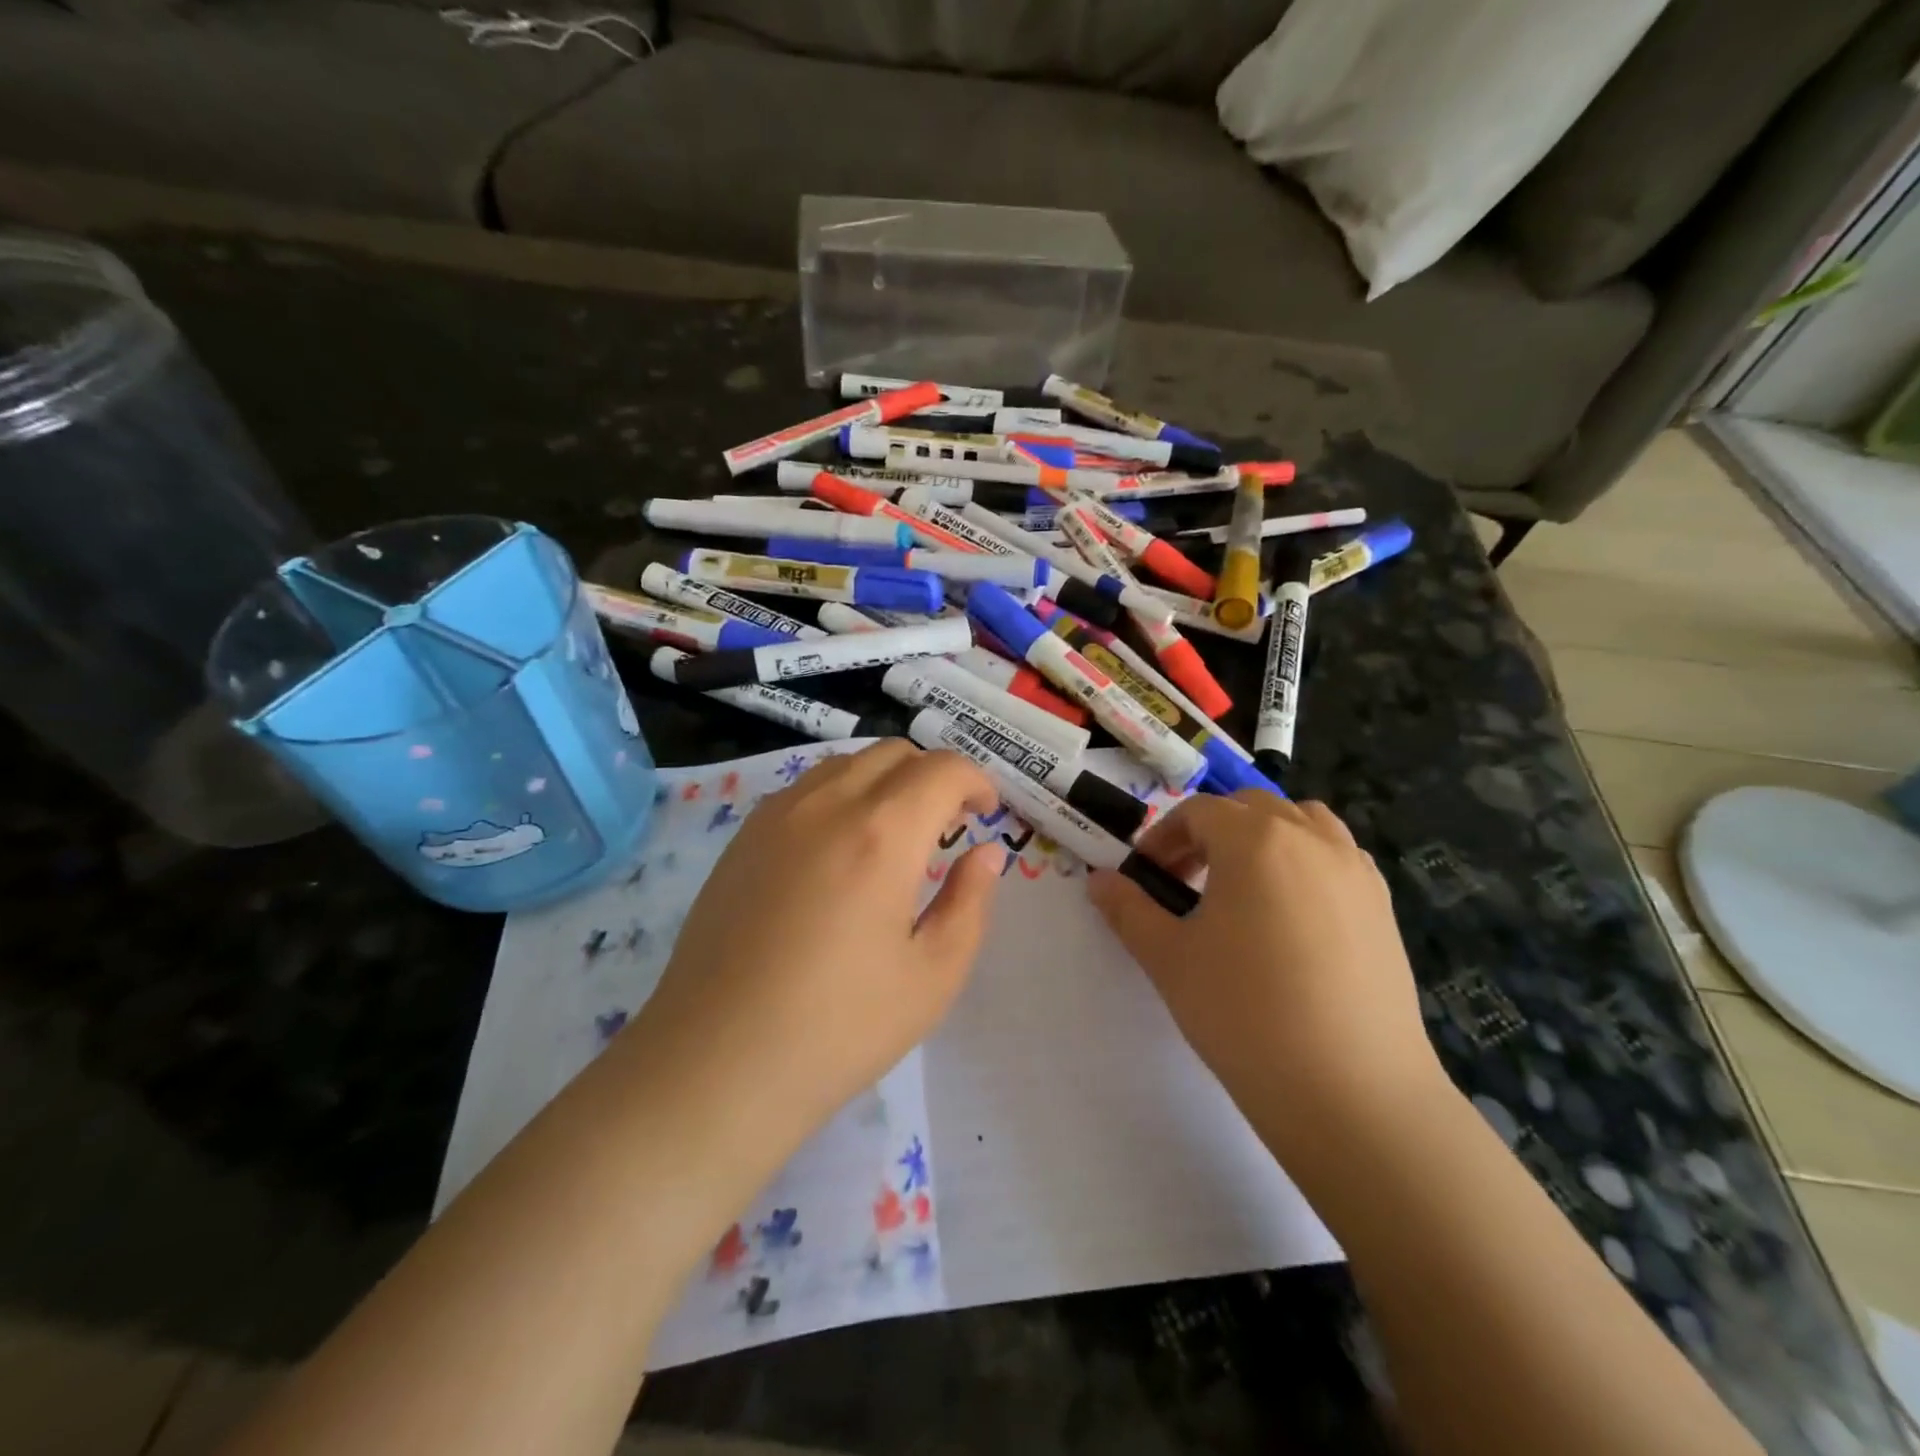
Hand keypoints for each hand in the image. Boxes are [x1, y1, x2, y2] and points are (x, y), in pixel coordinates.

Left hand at [636, 742, 1005, 1152]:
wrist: (717, 1062)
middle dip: (933, 775)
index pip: (941, 769)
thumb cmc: (839, 1028)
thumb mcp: (933, 976)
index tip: (985, 814)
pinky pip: (805, 789)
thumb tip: (985, 852)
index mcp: (881, 834)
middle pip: (893, 754)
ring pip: (846, 764)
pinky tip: (838, 850)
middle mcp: (827, 804)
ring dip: (885, 781)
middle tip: (948, 823)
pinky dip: (840, 795)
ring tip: (895, 834)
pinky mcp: (741, 838)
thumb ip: (969, 902)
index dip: (975, 781)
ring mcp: (776, 816)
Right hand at [1088, 792, 1445, 1159]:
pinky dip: (1306, 863)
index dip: (1163, 837)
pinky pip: (1337, 858)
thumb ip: (1128, 909)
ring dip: (1263, 839)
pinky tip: (1292, 918)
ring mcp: (1355, 870)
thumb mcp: (1168, 958)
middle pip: (1250, 808)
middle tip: (1186, 883)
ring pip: (1302, 823)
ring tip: (1243, 890)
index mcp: (1254, 839)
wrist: (1351, 1092)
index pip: (1198, 812)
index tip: (1146, 877)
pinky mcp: (1383, 907)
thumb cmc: (1244, 1013)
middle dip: (1210, 833)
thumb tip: (1099, 880)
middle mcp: (1310, 838)